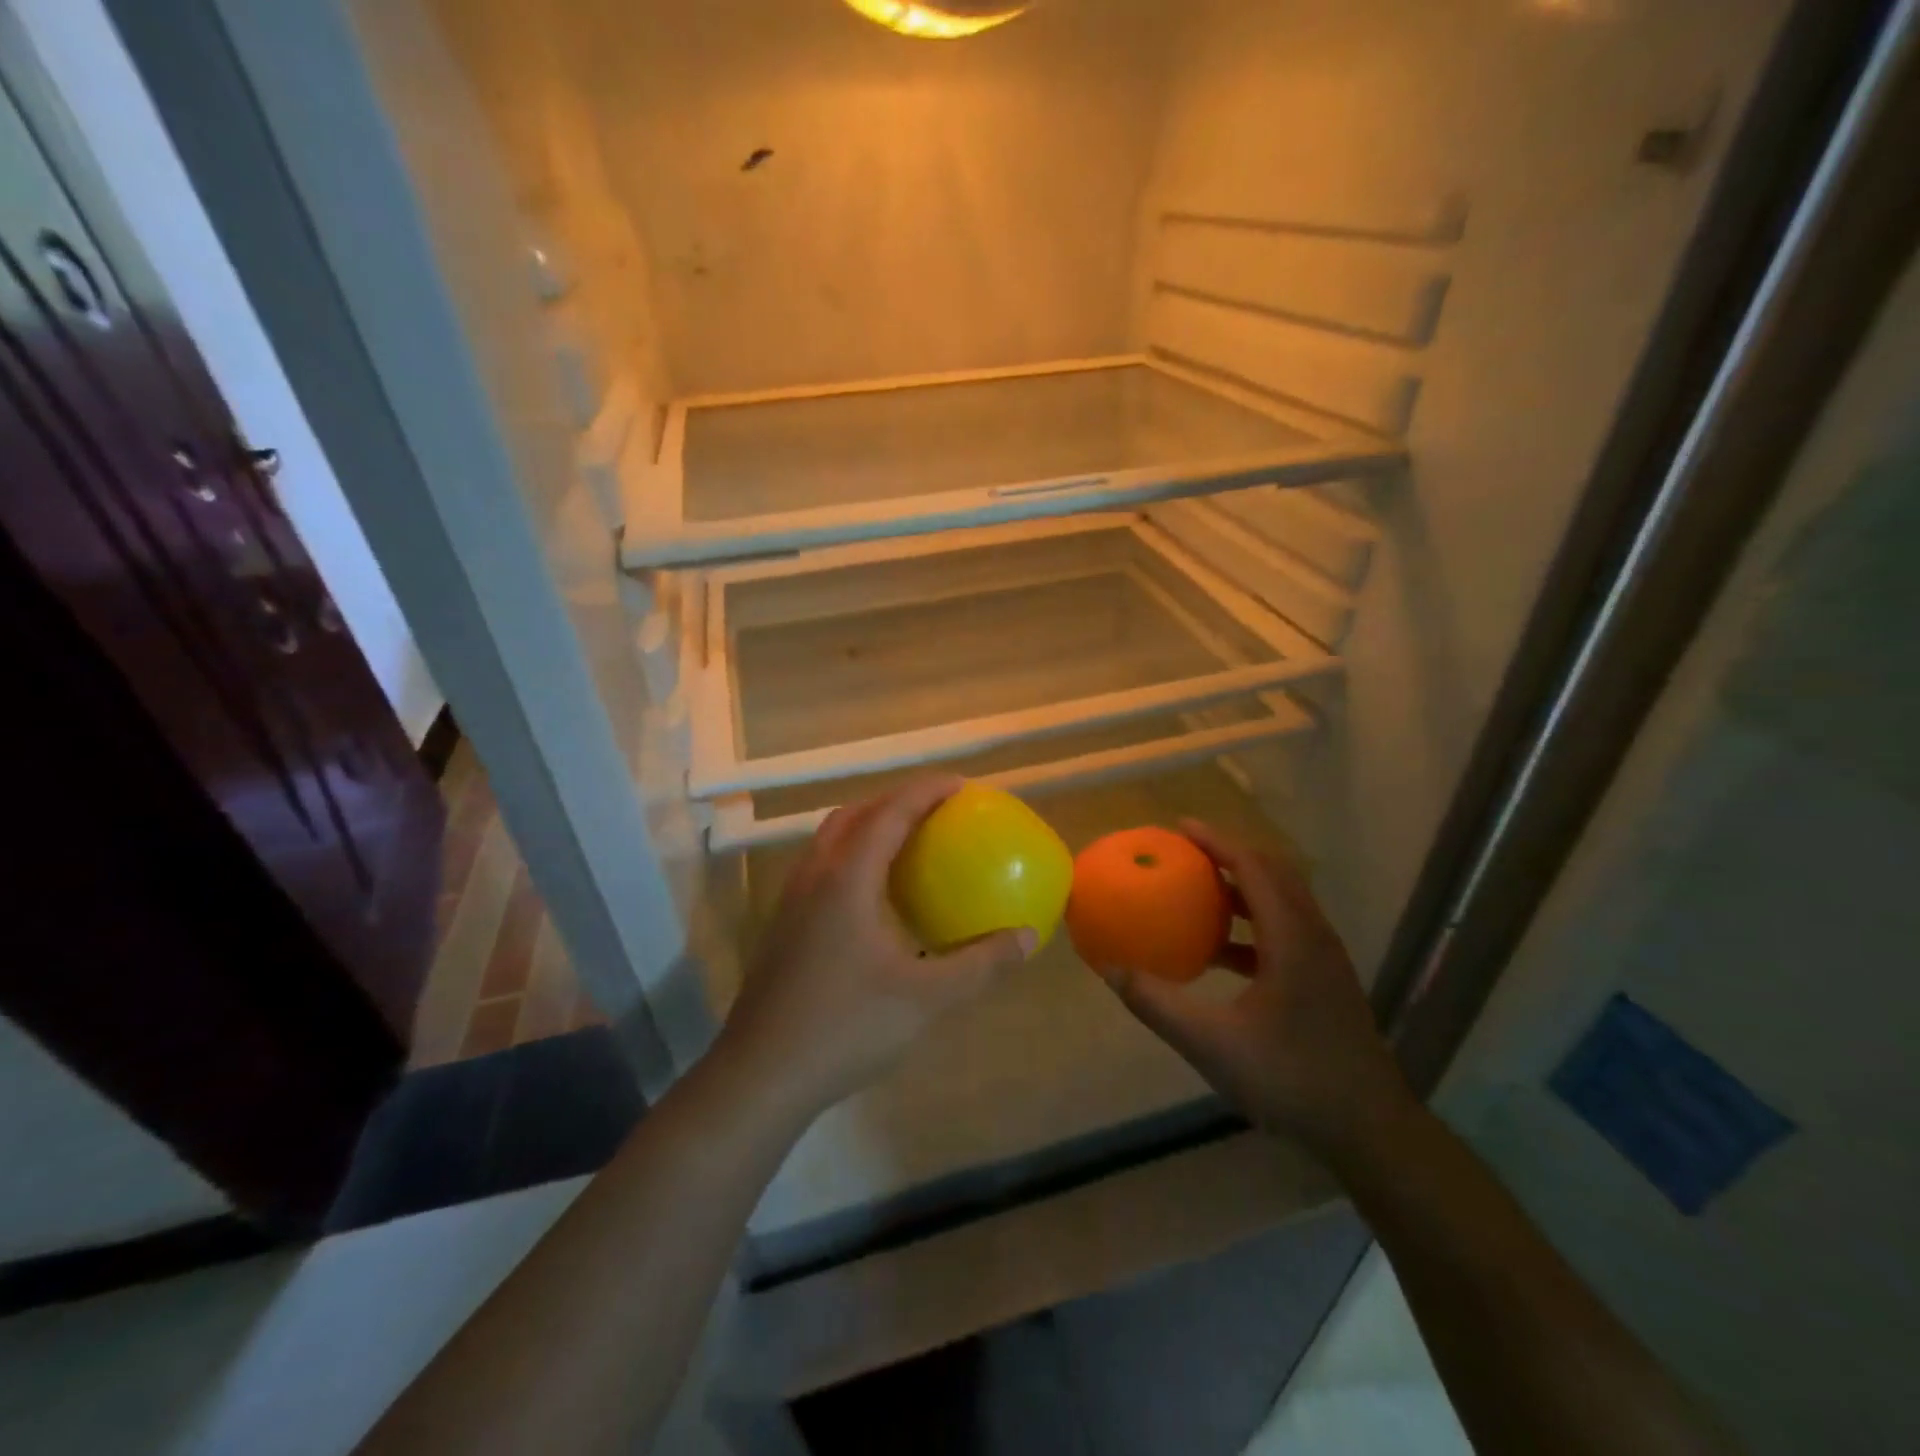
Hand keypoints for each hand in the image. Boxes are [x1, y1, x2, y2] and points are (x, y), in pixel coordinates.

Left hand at [718, 775, 1034, 1118]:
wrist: (760, 1075)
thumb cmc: (846, 1027)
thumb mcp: (926, 999)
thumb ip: (980, 964)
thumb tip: (1027, 938)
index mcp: (847, 879)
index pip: (890, 814)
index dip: (925, 791)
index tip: (961, 784)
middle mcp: (814, 876)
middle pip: (854, 815)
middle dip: (895, 800)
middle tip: (936, 808)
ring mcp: (791, 901)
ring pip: (831, 840)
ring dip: (868, 826)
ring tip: (907, 841)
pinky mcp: (782, 926)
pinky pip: (821, 868)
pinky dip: (852, 857)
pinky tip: (874, 897)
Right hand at [1098, 821, 1416, 1159]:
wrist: (1370, 1130)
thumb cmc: (1292, 1079)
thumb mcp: (1212, 1044)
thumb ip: (1157, 1004)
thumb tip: (1110, 969)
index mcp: (1292, 939)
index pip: (1253, 867)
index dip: (1216, 841)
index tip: (1179, 827)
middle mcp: (1314, 937)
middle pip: (1273, 874)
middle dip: (1228, 855)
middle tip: (1185, 852)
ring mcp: (1325, 960)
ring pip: (1282, 902)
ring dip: (1242, 888)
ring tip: (1199, 892)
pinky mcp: (1326, 981)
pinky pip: (1285, 931)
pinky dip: (1252, 924)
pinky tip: (1221, 953)